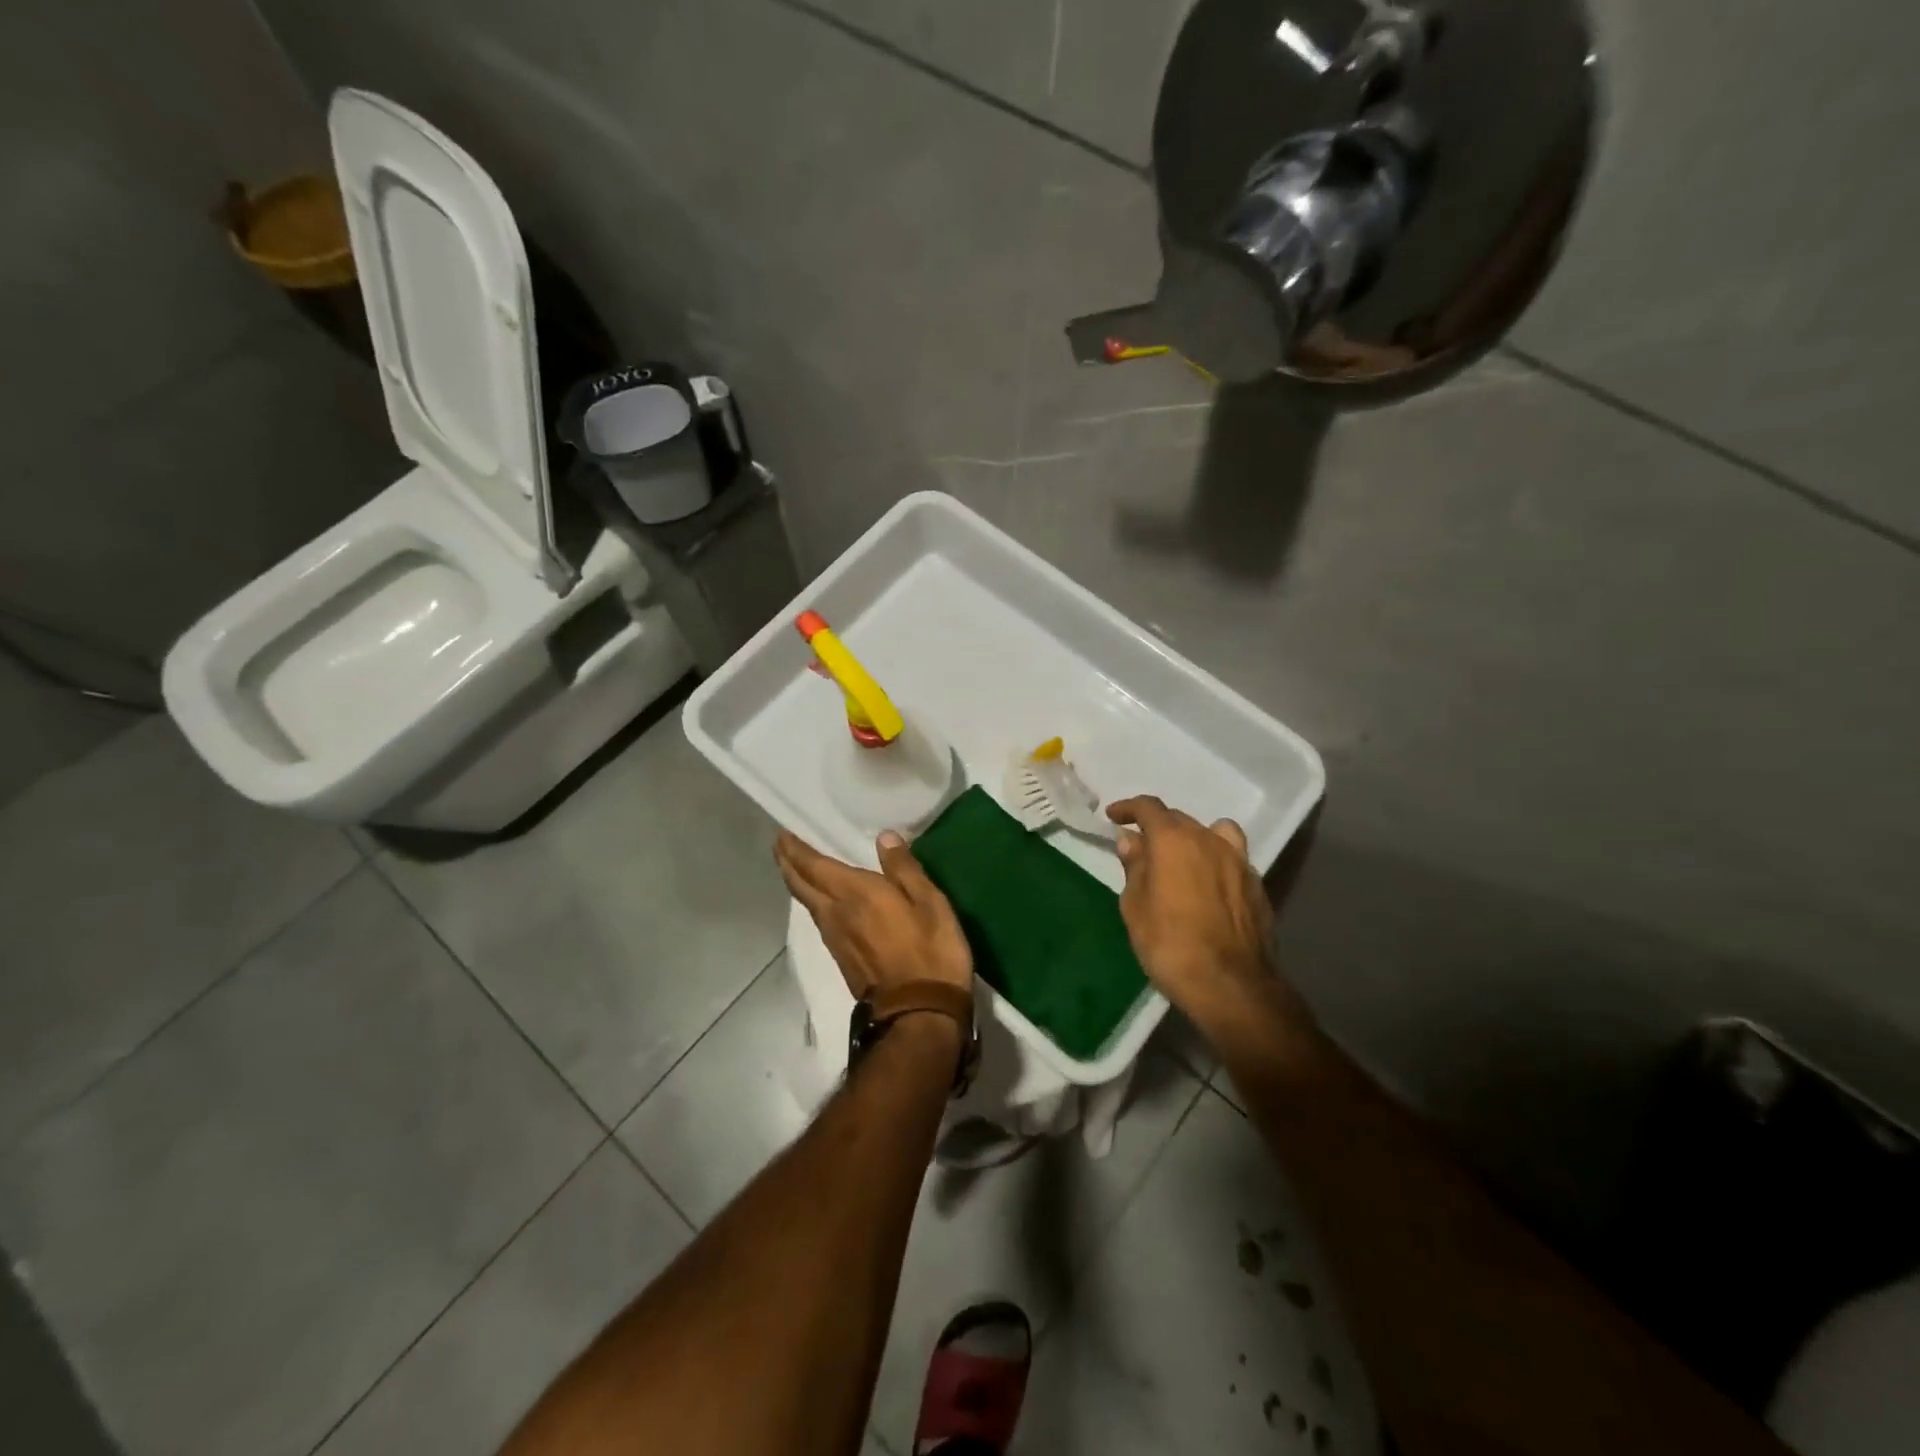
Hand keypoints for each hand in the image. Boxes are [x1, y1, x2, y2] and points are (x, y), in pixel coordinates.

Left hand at [773, 830, 972, 998]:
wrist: (920, 1014)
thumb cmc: (930, 952)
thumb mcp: (930, 903)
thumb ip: (904, 869)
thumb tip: (884, 837)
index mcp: (855, 894)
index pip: (814, 865)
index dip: (795, 849)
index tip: (782, 833)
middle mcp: (836, 913)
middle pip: (801, 884)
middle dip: (788, 862)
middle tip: (781, 845)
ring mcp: (836, 939)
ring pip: (807, 903)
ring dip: (798, 882)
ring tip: (797, 866)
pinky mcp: (842, 958)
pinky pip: (819, 920)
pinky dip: (812, 902)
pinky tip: (822, 901)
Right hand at [1106, 796, 1308, 1035]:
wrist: (1231, 985)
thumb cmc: (1170, 944)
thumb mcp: (1135, 907)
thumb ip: (1134, 867)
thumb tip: (1131, 840)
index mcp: (1174, 840)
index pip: (1149, 807)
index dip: (1128, 808)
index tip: (1113, 816)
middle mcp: (1209, 840)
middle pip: (1180, 819)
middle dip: (1157, 827)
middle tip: (1141, 847)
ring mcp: (1239, 861)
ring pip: (1212, 833)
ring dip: (1192, 839)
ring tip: (1180, 860)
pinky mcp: (1257, 886)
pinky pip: (1232, 858)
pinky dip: (1215, 861)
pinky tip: (1207, 885)